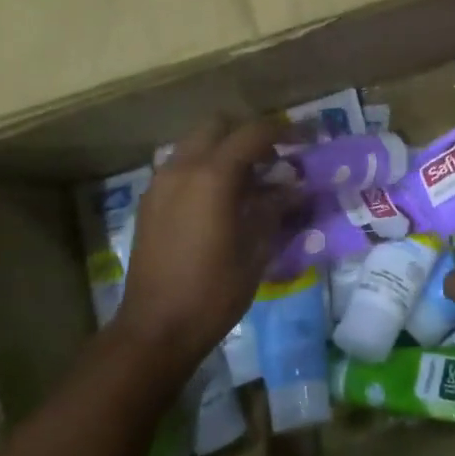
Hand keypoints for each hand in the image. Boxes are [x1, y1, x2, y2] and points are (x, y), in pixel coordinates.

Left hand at [114, 116, 299, 371]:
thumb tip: (295, 187)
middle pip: (218, 125)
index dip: (283, 130)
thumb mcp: (256, 250)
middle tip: (273, 157)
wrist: (155, 329)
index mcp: (212, 176)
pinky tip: (220, 199)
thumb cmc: (213, 292)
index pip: (253, 132)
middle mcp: (182, 168)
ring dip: (223, 149)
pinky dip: (203, 167)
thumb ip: (275, 208)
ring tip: (249, 179)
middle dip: (247, 133)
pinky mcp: (149, 201)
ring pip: (195, 143)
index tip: (304, 139)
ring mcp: (160, 183)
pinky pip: (180, 166)